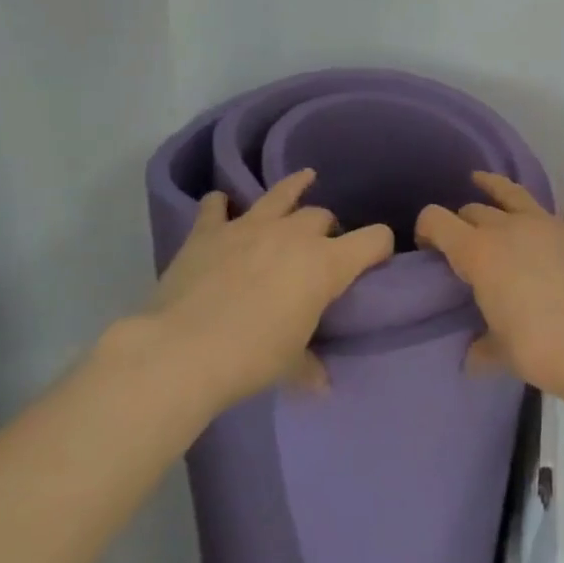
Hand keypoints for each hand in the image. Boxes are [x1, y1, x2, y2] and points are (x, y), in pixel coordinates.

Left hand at [120, 170, 394, 413]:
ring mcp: (249, 226)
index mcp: (326, 264)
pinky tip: (222, 205)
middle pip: (323, 216)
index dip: (381, 246)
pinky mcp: (209, 231)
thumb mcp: (291, 366)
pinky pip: (217, 205)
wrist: (182, 350)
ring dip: (294, 187)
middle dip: (327, 229)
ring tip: (304, 179)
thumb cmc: (252, 358)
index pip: (374, 240)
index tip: (378, 258)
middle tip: (320, 250)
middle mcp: (294, 234)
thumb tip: (322, 383)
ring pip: (281, 194)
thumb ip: (310, 367)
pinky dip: (222, 205)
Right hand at [416, 174, 563, 405]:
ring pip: (515, 195)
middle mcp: (508, 227)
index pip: (437, 222)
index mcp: (478, 251)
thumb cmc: (536, 346)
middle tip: (461, 241)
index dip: (426, 229)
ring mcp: (547, 226)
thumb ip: (482, 348)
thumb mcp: (498, 350)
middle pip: (475, 211)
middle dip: (462, 221)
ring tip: (483, 180)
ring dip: (496, 187)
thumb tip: (472, 358)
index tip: (426, 247)